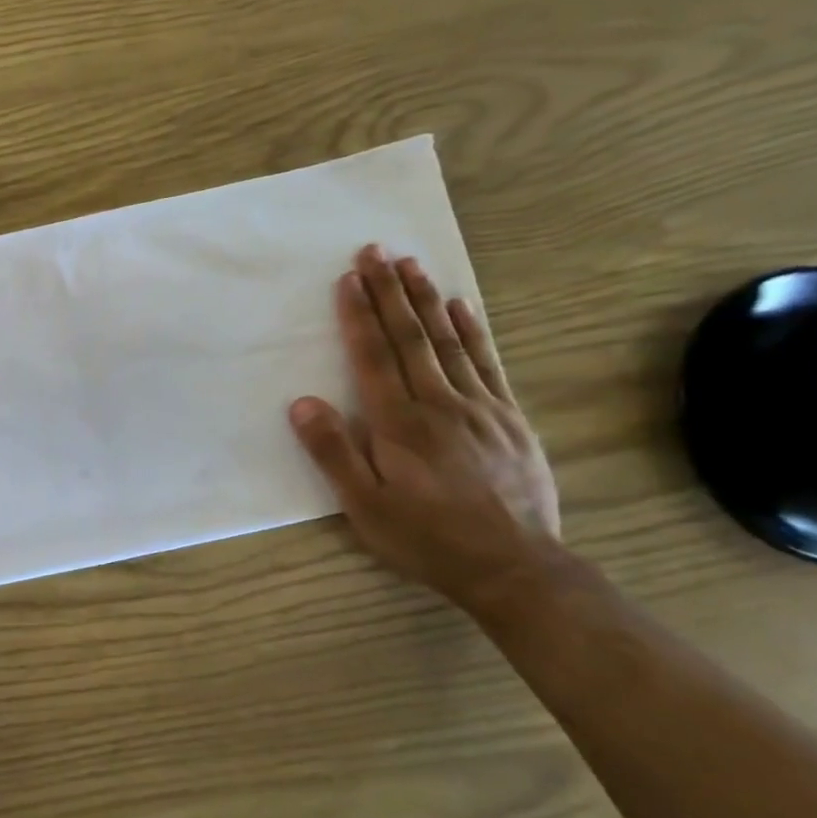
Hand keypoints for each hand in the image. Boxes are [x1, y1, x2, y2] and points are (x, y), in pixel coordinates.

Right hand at [289, 245, 561, 614]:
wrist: (515, 567)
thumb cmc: (427, 538)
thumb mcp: (365, 507)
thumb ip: (333, 453)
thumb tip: (301, 403)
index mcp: (400, 424)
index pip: (373, 358)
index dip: (359, 316)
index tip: (348, 278)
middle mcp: (439, 404)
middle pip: (410, 338)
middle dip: (389, 292)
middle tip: (375, 251)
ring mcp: (480, 407)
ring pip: (449, 342)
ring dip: (427, 300)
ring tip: (412, 265)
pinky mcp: (509, 419)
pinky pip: (488, 364)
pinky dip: (473, 331)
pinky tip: (462, 308)